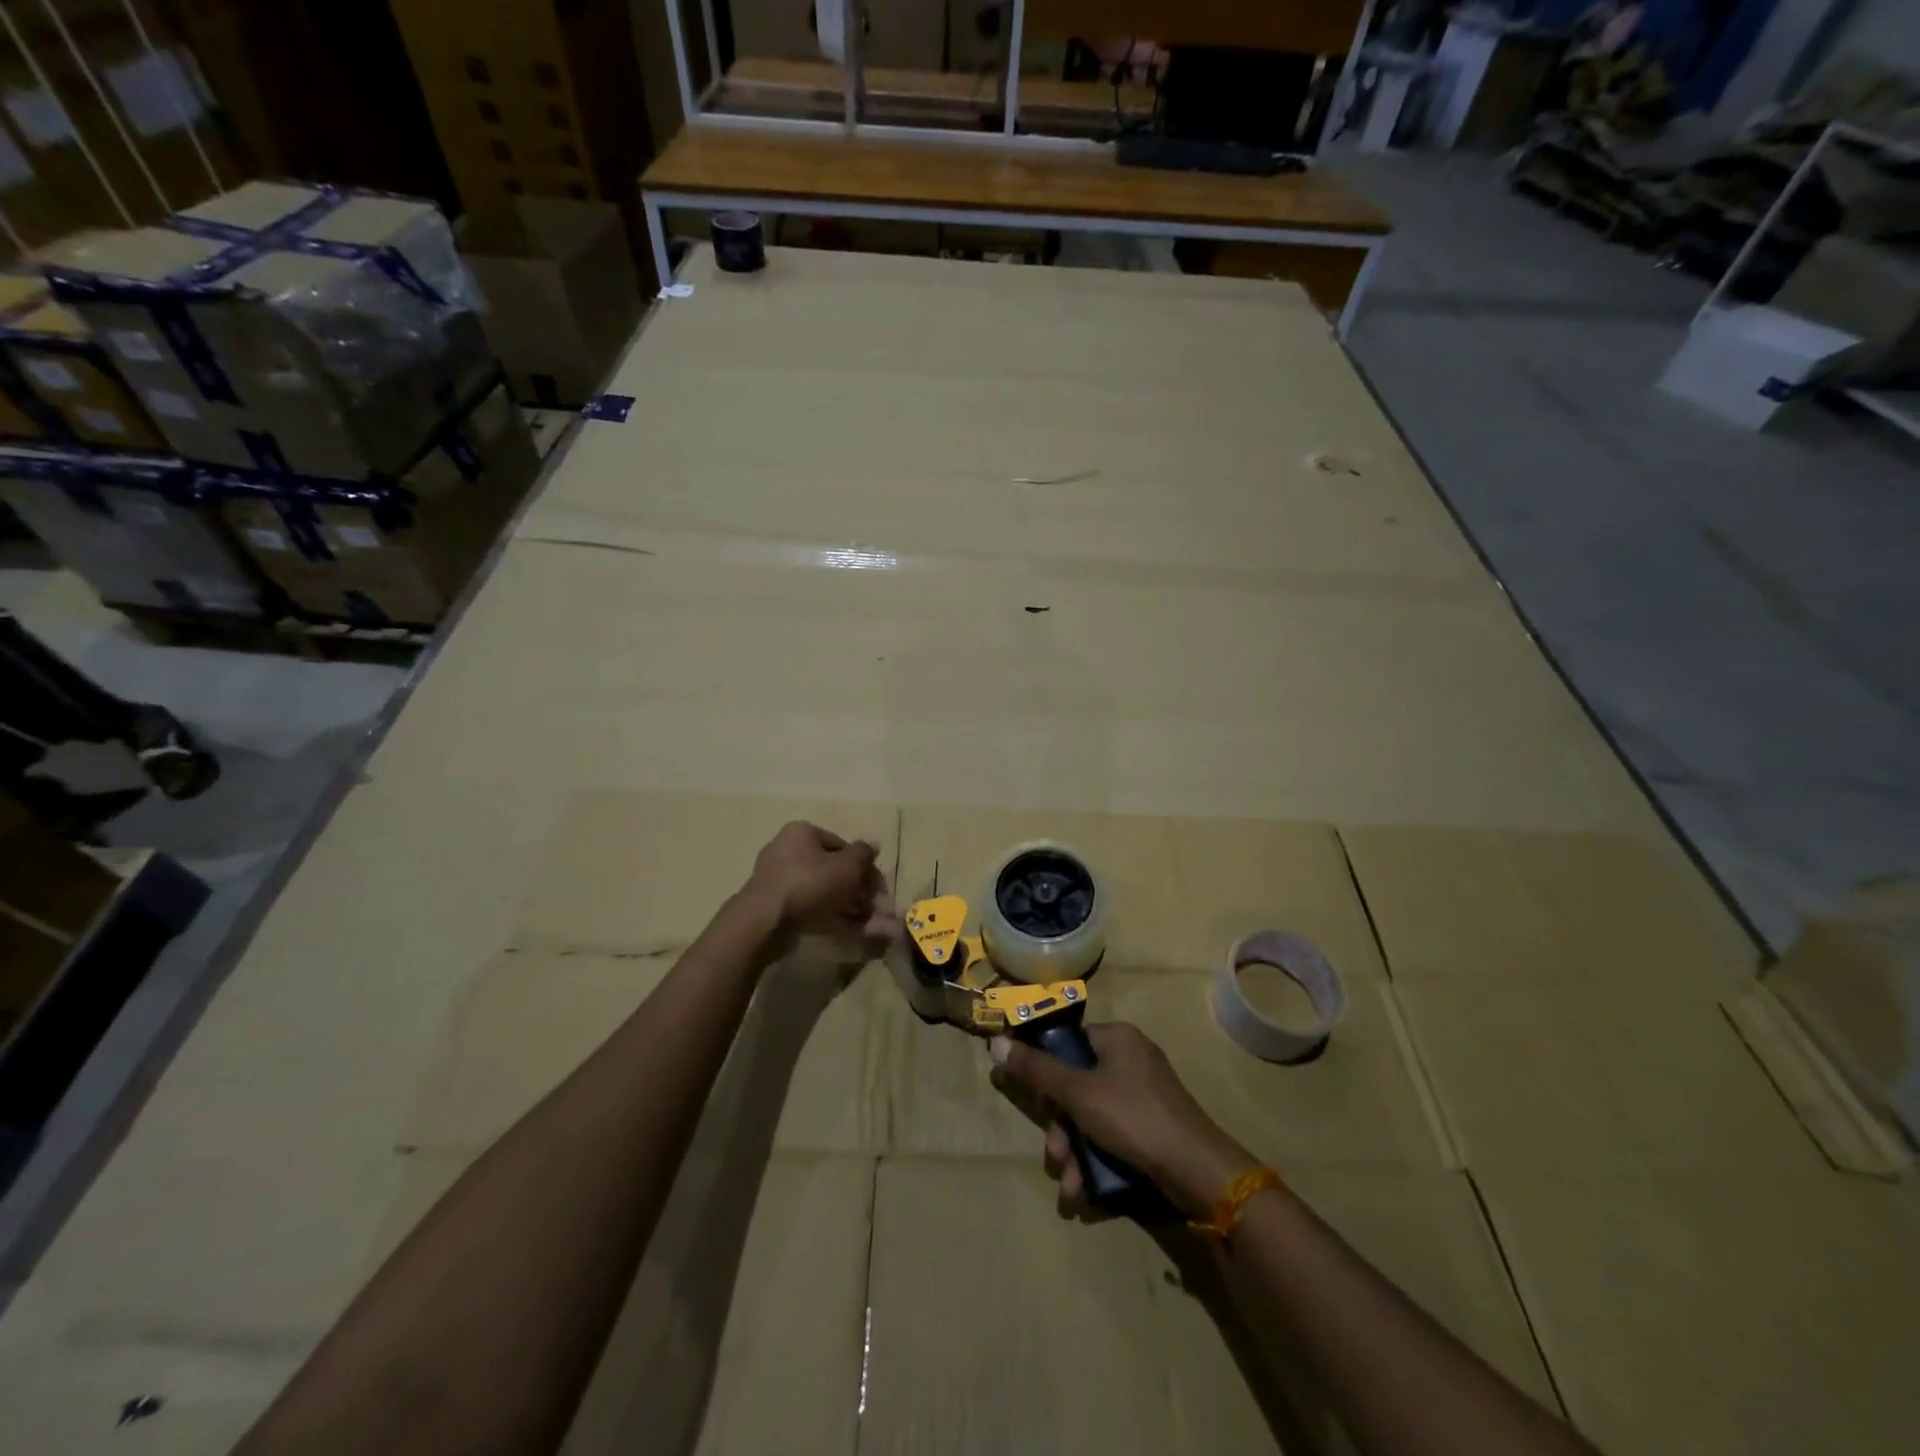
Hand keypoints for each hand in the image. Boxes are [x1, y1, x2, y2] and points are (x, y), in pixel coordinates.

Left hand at [742, 822, 896, 955]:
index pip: (842, 845)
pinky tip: (851, 931)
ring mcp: (779, 880)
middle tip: (876, 909)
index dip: (865, 867)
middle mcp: (787, 851)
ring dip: (850, 907)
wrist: (765, 922)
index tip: (879, 888)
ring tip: (870, 926)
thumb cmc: (810, 883)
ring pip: (824, 891)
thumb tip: (873, 846)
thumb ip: (864, 854)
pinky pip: (811, 907)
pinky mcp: (776, 907)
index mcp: (802, 833)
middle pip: (833, 870)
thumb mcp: (847, 865)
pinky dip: (831, 917)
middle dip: (859, 891)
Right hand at [991, 1022, 1253, 1219]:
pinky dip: (1095, 1159)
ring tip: (1069, 1185)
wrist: (1196, 1170)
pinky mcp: (1151, 1128)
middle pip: (1077, 1085)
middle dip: (1060, 1127)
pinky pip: (1111, 1135)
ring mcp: (1144, 1095)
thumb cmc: (1132, 1117)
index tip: (1033, 1098)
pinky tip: (1085, 1190)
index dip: (1046, 1069)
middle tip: (1054, 1155)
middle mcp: (1130, 1060)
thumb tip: (997, 1044)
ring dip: (1074, 1151)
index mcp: (1117, 1038)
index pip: (1069, 1042)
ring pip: (1091, 1116)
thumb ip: (1037, 1071)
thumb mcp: (1078, 1093)